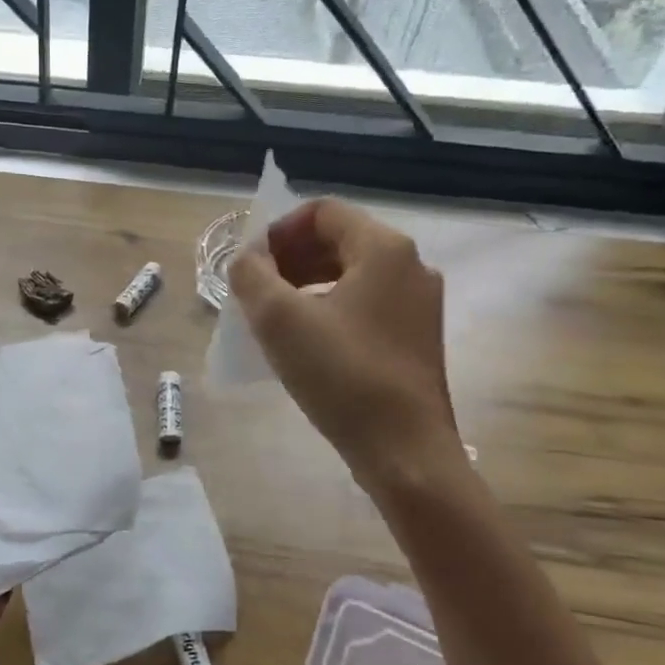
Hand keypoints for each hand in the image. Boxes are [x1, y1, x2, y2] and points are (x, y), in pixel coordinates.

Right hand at [229, 198, 469, 492]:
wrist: (405, 452)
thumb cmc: (342, 376)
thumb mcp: (279, 320)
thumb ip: (251, 276)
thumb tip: (246, 259)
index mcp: (384, 249)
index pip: (323, 212)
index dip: (279, 230)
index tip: (252, 264)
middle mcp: (411, 266)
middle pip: (338, 240)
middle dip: (290, 258)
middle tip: (256, 290)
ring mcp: (419, 304)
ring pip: (351, 274)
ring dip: (306, 284)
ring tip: (274, 317)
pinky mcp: (416, 337)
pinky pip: (365, 304)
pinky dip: (329, 308)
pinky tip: (305, 341)